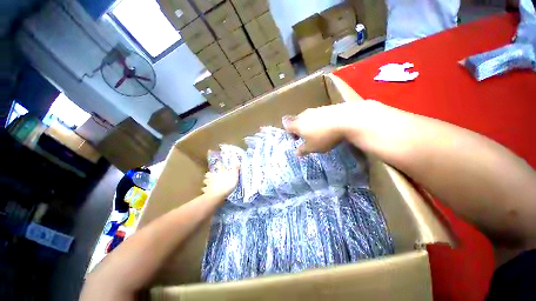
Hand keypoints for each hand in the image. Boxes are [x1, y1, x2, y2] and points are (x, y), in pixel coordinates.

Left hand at [202, 163, 239, 200]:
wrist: (219, 194)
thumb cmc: (228, 183)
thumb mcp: (235, 175)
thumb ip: (235, 169)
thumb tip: (237, 163)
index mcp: (221, 171)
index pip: (219, 166)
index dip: (219, 164)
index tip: (218, 163)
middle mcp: (214, 176)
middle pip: (209, 173)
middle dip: (209, 174)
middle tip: (211, 175)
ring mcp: (209, 183)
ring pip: (205, 180)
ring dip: (206, 181)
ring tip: (208, 182)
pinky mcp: (206, 190)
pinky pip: (205, 189)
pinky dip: (205, 189)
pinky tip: (206, 190)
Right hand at [283, 102, 360, 155]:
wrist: (345, 120)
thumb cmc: (324, 137)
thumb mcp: (312, 147)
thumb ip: (303, 150)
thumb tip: (296, 153)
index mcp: (297, 124)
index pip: (286, 126)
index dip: (289, 133)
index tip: (297, 140)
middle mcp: (304, 115)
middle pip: (296, 120)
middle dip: (298, 129)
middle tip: (306, 137)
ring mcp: (315, 110)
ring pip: (307, 117)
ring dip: (308, 125)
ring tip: (317, 133)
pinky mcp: (325, 107)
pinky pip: (317, 115)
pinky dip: (318, 121)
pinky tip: (327, 127)